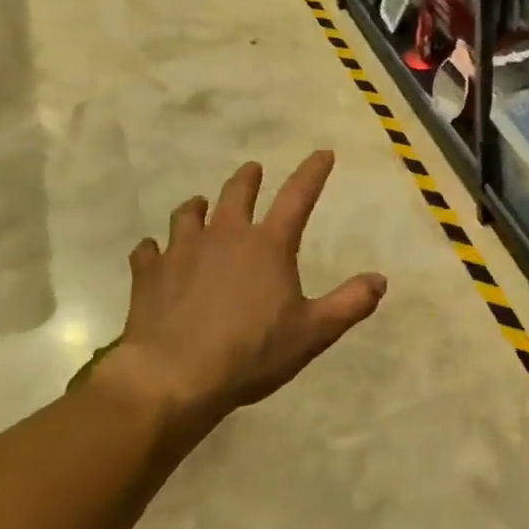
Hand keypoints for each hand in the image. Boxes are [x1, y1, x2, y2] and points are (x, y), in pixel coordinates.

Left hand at [90, 151, 385, 426]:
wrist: (174, 376)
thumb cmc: (252, 352)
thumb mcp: (313, 333)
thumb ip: (350, 304)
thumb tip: (380, 280)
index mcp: (268, 245)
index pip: (298, 197)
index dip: (313, 172)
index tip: (323, 153)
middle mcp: (225, 236)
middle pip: (237, 193)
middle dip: (248, 179)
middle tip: (252, 171)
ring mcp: (182, 251)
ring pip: (189, 214)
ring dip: (198, 207)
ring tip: (200, 206)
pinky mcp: (149, 273)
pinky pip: (148, 251)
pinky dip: (154, 249)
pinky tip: (153, 254)